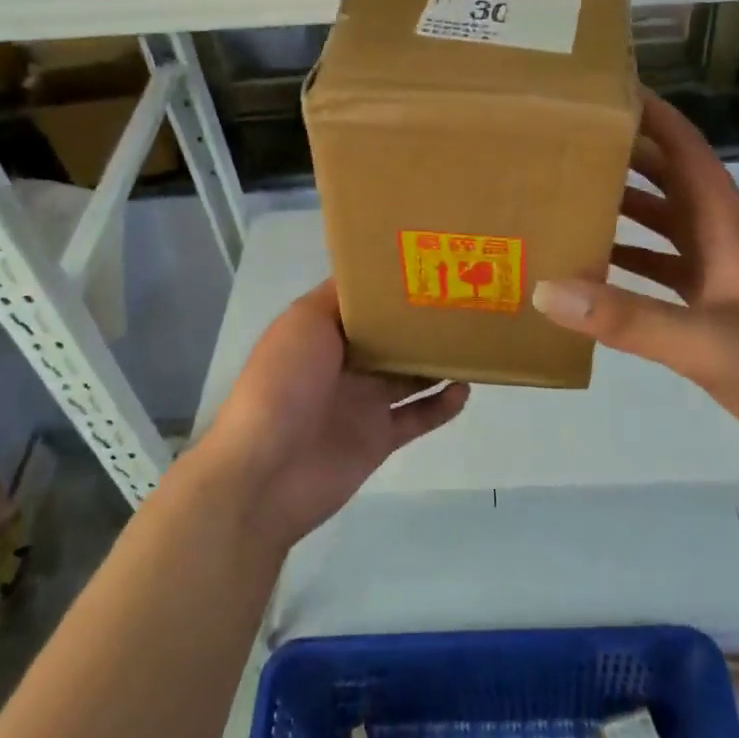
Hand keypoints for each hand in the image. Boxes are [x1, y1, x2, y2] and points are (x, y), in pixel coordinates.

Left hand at [194, 281, 469, 547]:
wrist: (265, 471)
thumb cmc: (284, 383)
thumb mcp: (304, 321)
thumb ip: (340, 297)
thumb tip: (373, 274)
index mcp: (323, 330)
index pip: (364, 302)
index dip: (393, 285)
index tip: (431, 266)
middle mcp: (345, 362)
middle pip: (392, 336)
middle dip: (422, 321)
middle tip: (465, 301)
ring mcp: (363, 401)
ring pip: (410, 374)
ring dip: (438, 361)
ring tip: (473, 341)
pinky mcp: (379, 437)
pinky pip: (418, 417)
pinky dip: (442, 405)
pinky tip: (464, 389)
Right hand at [531, 92, 738, 488]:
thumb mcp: (708, 344)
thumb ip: (628, 319)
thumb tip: (546, 289)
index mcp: (728, 224)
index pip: (686, 149)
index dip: (651, 114)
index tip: (603, 90)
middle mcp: (723, 238)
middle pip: (668, 180)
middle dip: (623, 156)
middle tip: (564, 142)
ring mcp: (721, 274)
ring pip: (663, 226)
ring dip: (622, 209)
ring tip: (566, 199)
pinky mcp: (715, 310)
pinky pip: (662, 272)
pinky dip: (629, 264)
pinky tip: (591, 273)